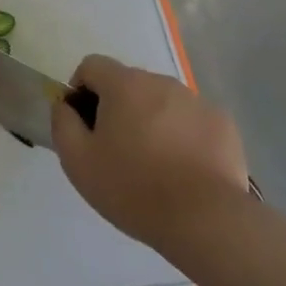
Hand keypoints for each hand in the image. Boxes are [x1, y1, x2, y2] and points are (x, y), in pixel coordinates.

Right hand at [52, 55, 248, 247]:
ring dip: (151, 119)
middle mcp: (161, 82)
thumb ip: (62, 123)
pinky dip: (182, 134)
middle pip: (128, 83)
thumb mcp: (77, 160)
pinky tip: (183, 168)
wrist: (206, 220)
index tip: (84, 124)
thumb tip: (65, 105)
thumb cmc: (133, 188)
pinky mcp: (223, 124)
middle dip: (117, 107)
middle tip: (116, 149)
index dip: (80, 89)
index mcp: (124, 84)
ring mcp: (196, 101)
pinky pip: (190, 119)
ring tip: (153, 162)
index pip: (92, 65)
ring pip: (161, 101)